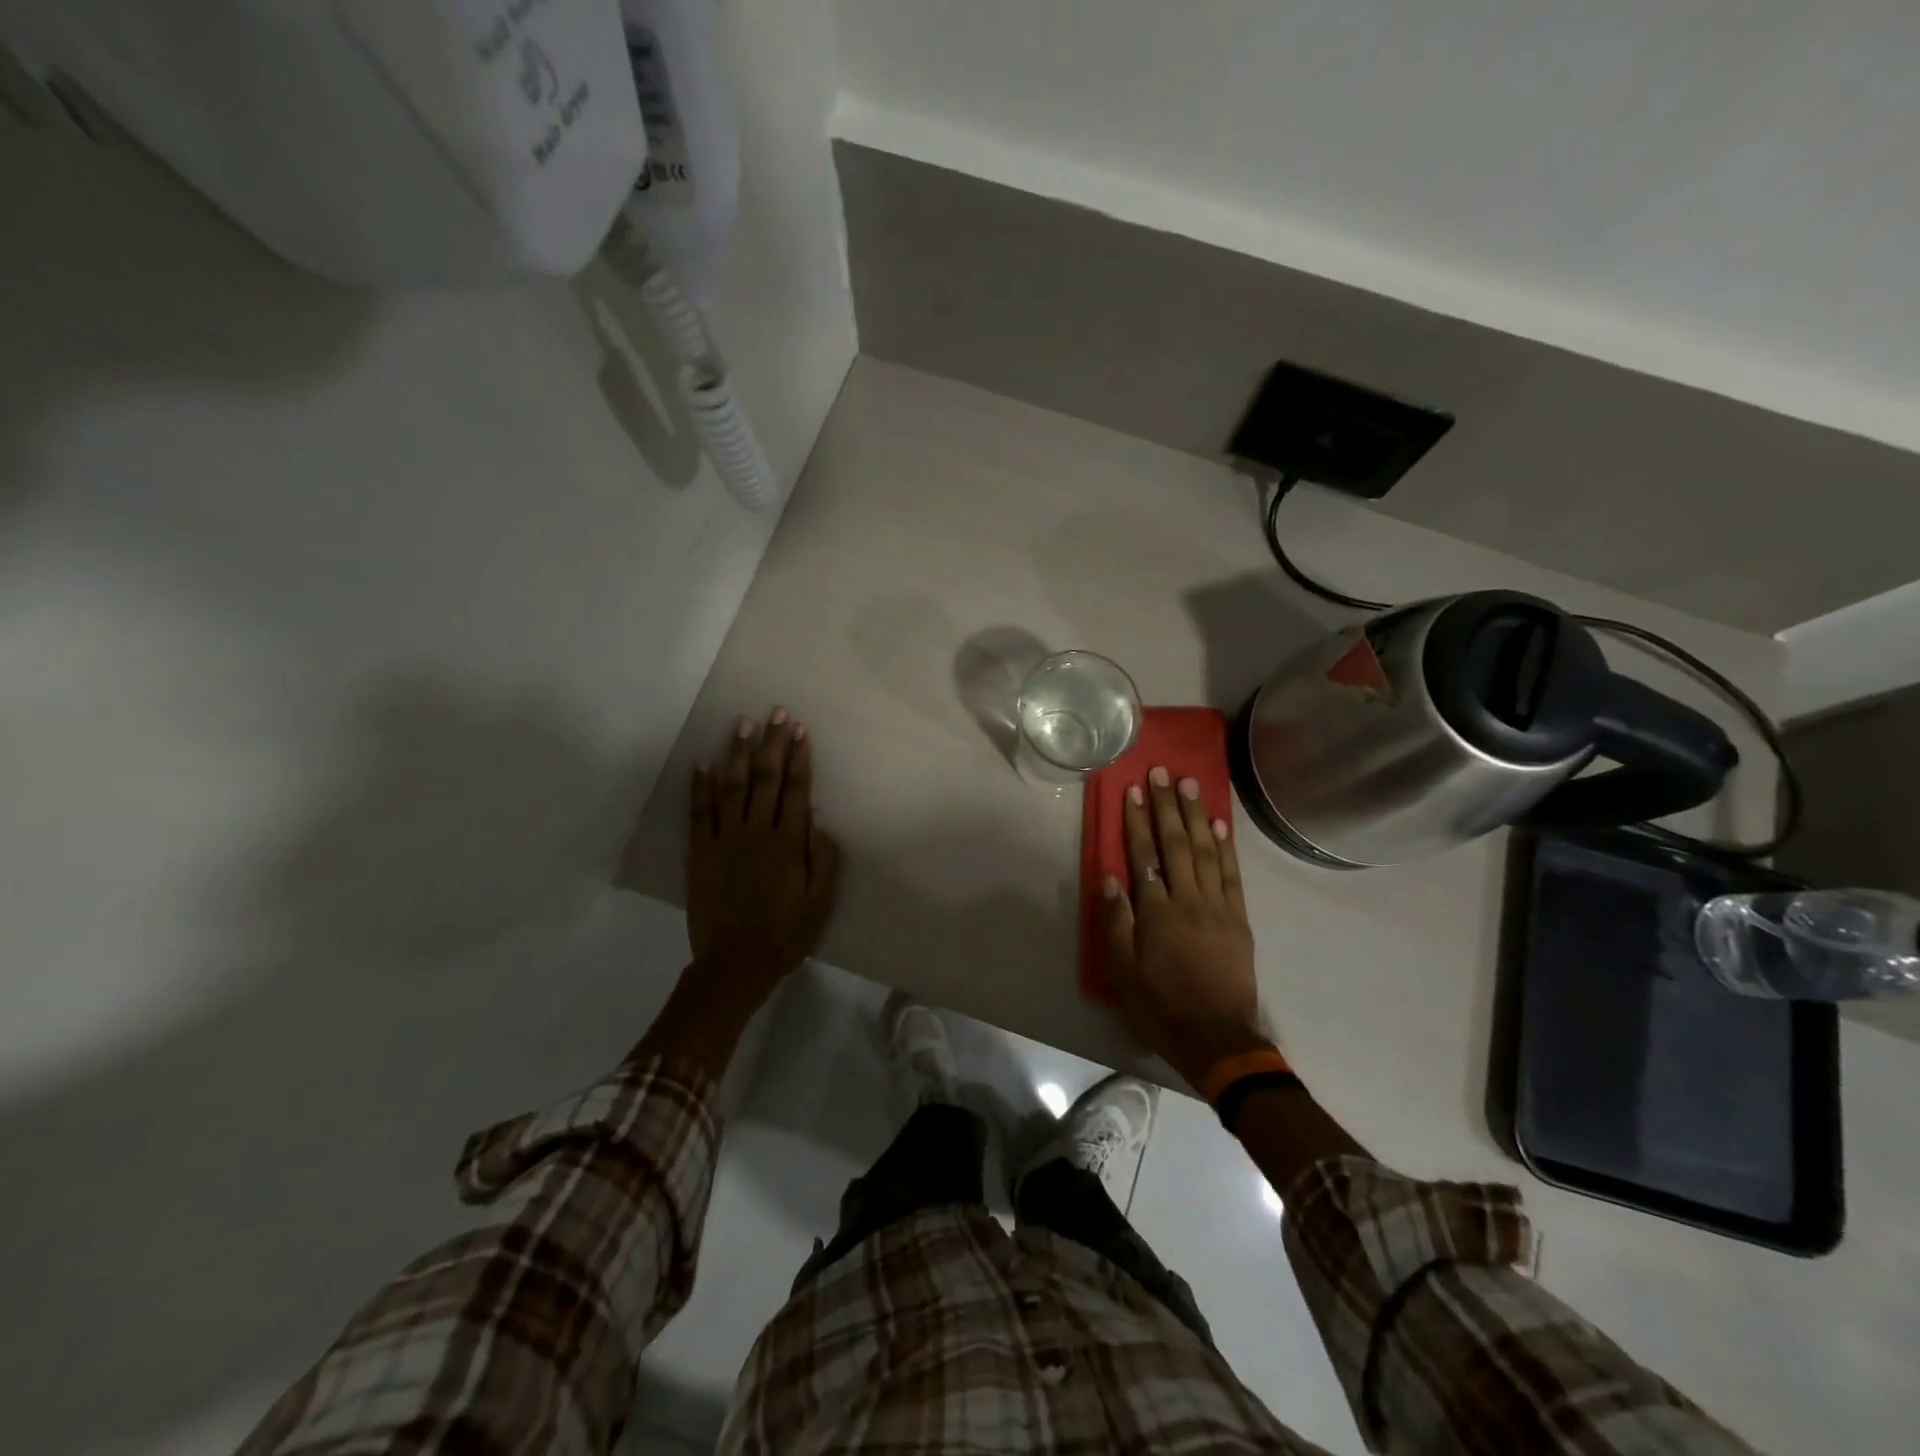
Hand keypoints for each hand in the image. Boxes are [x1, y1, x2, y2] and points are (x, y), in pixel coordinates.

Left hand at [685, 709, 840, 1005]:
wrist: (735, 963)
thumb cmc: (785, 933)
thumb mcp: (820, 902)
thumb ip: (824, 859)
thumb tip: (818, 819)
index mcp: (788, 843)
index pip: (796, 790)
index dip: (799, 757)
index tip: (800, 730)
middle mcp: (756, 832)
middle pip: (766, 779)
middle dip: (772, 743)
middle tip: (775, 713)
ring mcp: (725, 840)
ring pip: (733, 787)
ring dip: (739, 754)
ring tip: (742, 724)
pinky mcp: (700, 852)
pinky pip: (699, 813)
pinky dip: (700, 787)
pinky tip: (702, 763)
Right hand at [1103, 766, 1272, 1090]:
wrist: (1218, 1039)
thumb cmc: (1162, 1005)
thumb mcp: (1124, 972)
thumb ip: (1117, 922)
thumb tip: (1111, 878)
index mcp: (1157, 912)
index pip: (1144, 855)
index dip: (1137, 821)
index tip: (1134, 790)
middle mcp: (1188, 900)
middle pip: (1177, 844)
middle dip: (1168, 806)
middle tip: (1163, 773)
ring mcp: (1218, 907)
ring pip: (1207, 851)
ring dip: (1197, 815)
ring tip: (1191, 785)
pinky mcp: (1239, 919)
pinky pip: (1233, 875)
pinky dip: (1227, 847)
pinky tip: (1220, 825)